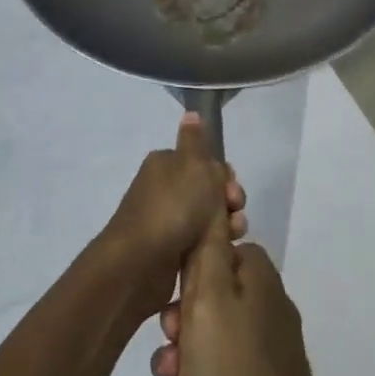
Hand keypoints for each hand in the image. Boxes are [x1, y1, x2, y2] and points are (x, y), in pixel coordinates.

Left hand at [100, 113, 246, 316]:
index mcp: (167, 164)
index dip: (225, 176)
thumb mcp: (193, 165)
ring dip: (226, 226)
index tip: (232, 190)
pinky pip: (199, 243)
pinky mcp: (169, 251)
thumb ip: (197, 140)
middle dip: (229, 202)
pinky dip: (213, 247)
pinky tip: (222, 254)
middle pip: (209, 191)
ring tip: (232, 237)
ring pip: (208, 219)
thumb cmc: (173, 207)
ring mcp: (166, 221)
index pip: (205, 163)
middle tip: (233, 213)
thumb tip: (191, 113)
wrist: (141, 262)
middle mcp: (164, 189)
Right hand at [148, 218, 327, 375]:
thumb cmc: (232, 363)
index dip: (189, 273)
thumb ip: (206, 250)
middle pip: (211, 296)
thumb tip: (213, 209)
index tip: (174, 298)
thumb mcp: (207, 295)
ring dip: (186, 354)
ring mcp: (269, 344)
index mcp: (260, 276)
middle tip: (171, 343)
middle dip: (181, 321)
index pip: (218, 251)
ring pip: (212, 335)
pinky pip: (223, 368)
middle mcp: (269, 303)